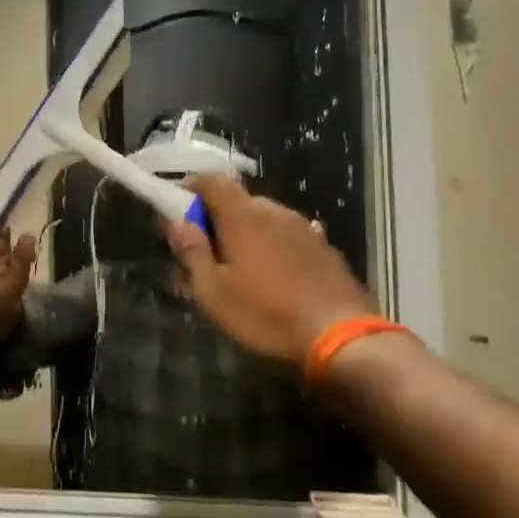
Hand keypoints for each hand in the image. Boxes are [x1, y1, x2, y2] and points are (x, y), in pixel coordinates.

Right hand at [165, 175, 375, 368]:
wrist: (341, 336)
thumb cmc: (265, 313)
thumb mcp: (213, 291)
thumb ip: (192, 252)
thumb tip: (177, 224)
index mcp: (243, 216)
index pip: (213, 181)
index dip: (192, 187)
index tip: (178, 207)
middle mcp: (275, 212)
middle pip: (239, 202)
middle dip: (218, 219)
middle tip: (205, 250)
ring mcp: (304, 228)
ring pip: (265, 220)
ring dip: (247, 235)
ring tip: (240, 270)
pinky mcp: (324, 248)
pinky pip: (287, 237)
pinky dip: (272, 248)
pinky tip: (273, 280)